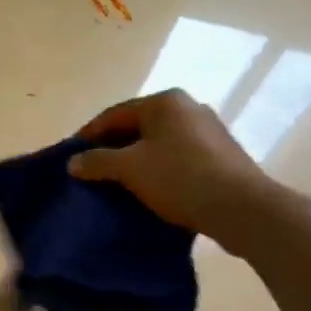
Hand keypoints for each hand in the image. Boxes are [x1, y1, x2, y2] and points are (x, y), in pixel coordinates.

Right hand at [68, 90, 270, 250]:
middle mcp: (188, 108)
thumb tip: (73, 162)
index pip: (114, 114)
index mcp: (165, 102)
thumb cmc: (180, 178)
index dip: (88, 135)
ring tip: (117, 185)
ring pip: (159, 144)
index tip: (70, 157)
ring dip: (136, 162)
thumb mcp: (130, 169)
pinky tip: (149, 191)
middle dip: (112, 149)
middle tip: (91, 172)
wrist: (240, 208)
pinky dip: (158, 171)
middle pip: (137, 127)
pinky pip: (178, 159)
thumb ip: (98, 162)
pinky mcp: (221, 156)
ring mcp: (208, 132)